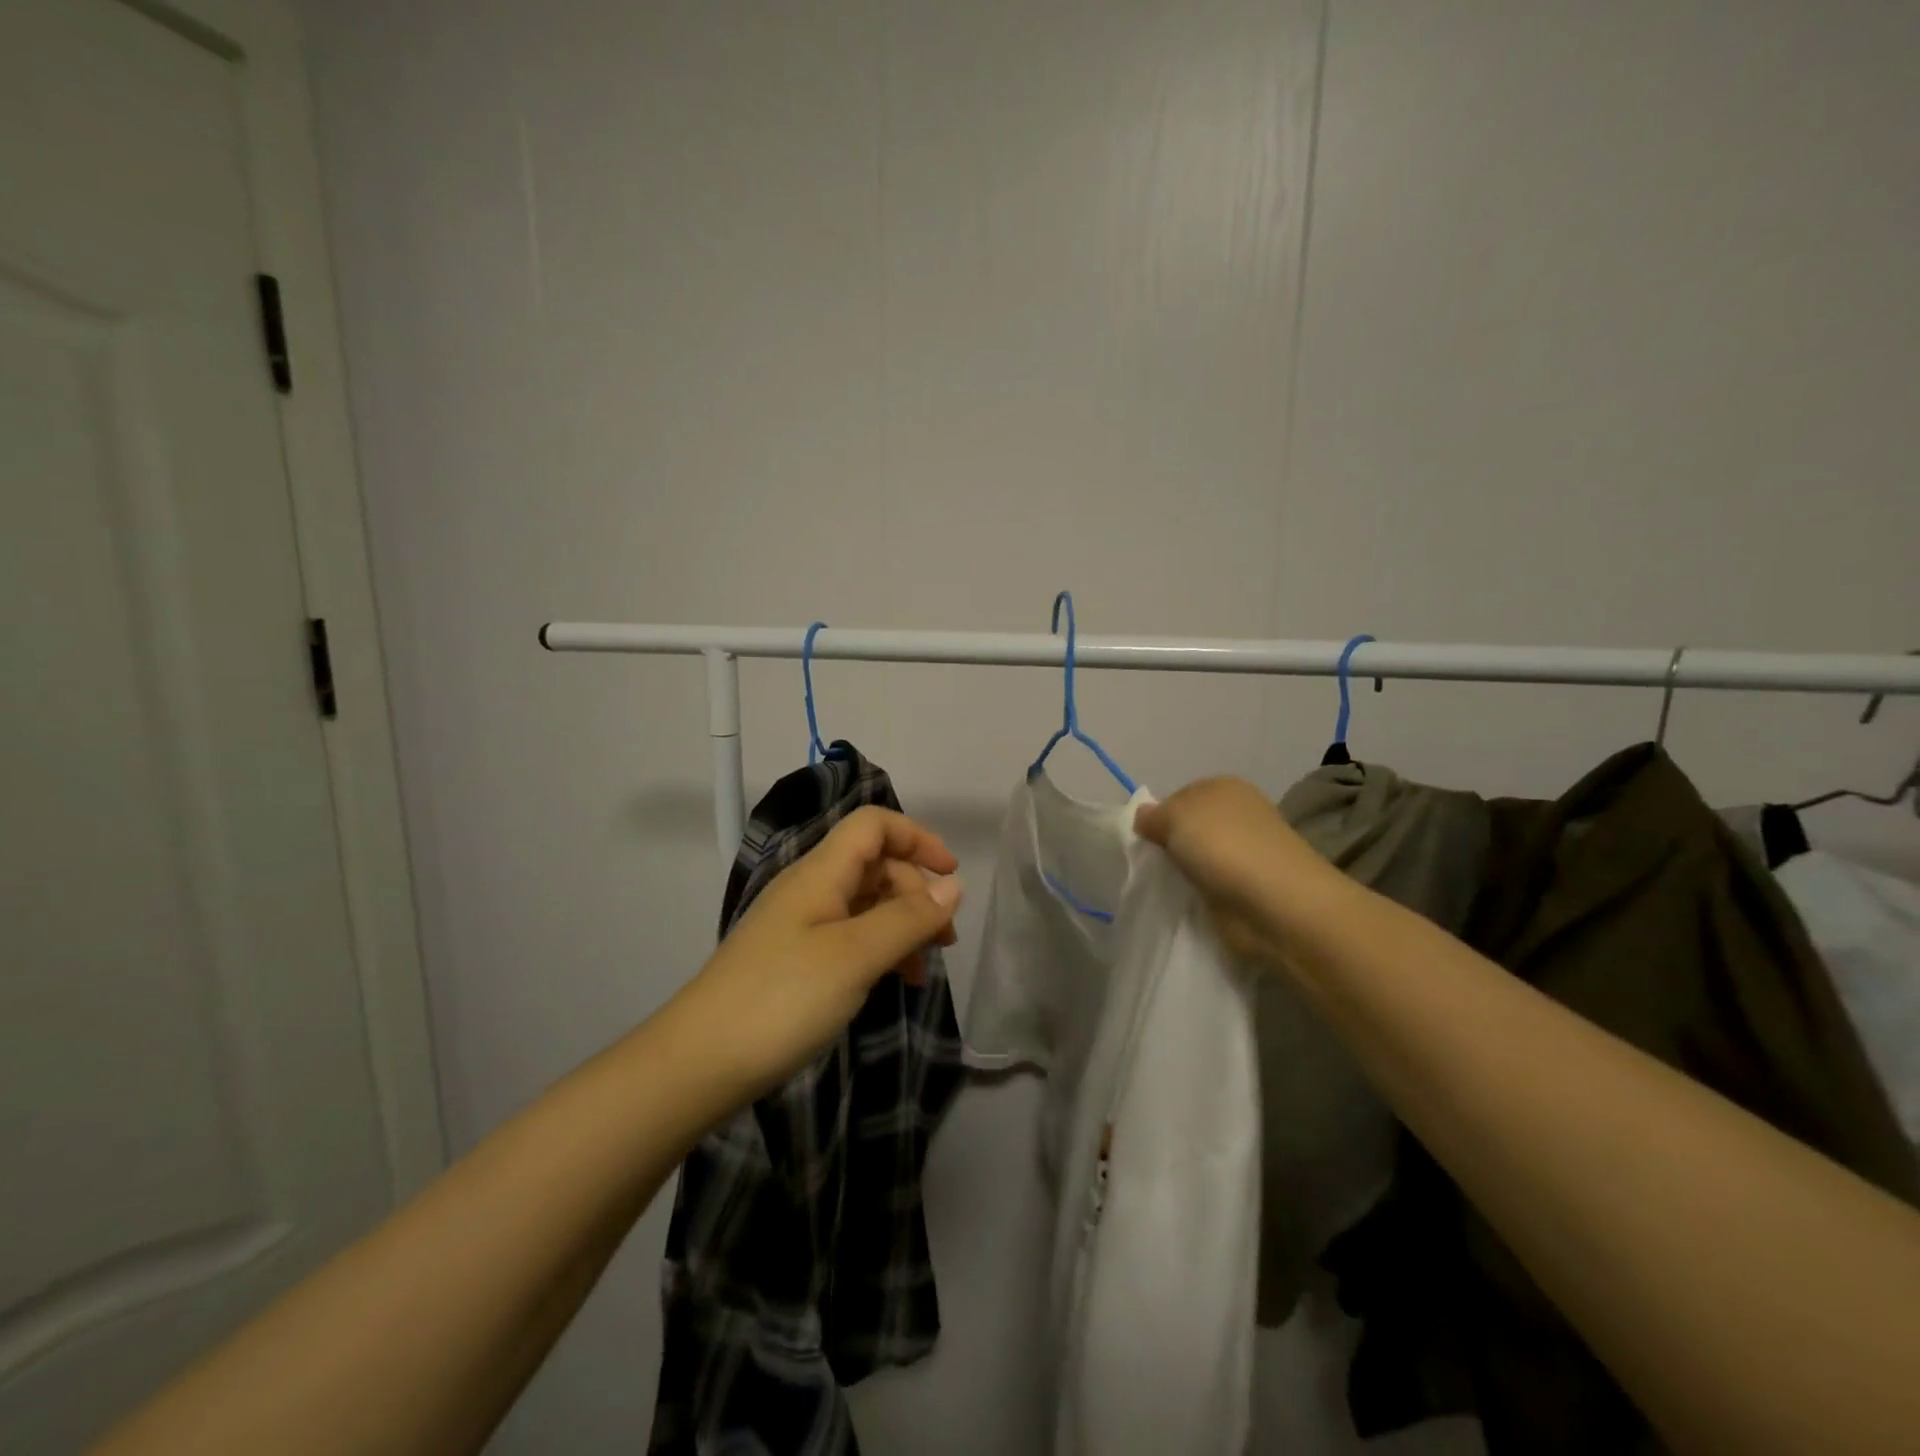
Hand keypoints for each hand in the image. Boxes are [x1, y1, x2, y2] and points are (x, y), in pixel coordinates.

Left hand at [671, 807, 963, 1099]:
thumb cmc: (782, 999)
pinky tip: (890, 981)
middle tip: (944, 941)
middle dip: (916, 893)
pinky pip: (849, 936)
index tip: (950, 876)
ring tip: (921, 971)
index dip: (916, 838)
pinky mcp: (794, 958)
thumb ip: (907, 918)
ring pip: (864, 904)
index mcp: (820, 873)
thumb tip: (952, 886)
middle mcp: (810, 889)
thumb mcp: (856, 957)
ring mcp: (799, 925)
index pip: (873, 825)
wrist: (698, 1064)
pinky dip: (878, 950)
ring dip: (901, 926)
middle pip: (874, 865)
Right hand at [1134, 776, 1334, 965]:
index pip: (1179, 796)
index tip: (1146, 840)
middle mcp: (1240, 814)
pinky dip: (1203, 893)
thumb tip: (1144, 817)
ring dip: (1188, 871)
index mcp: (1225, 786)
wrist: (1276, 903)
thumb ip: (1153, 816)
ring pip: (1202, 856)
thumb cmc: (1224, 846)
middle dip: (1173, 845)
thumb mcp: (1175, 817)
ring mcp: (1249, 852)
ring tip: (1172, 886)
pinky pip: (1215, 884)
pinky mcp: (1252, 887)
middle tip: (1155, 864)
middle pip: (1191, 827)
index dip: (1159, 817)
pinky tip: (1193, 900)